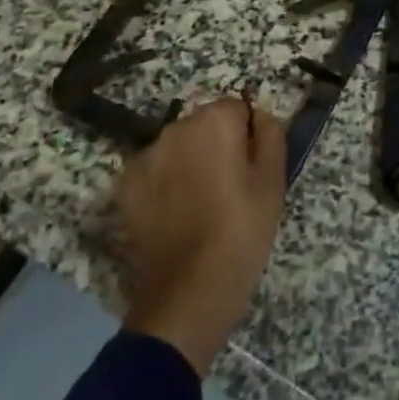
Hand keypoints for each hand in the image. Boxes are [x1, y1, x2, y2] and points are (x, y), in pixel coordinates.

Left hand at [114, 94, 286, 376]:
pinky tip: (175, 216)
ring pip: (177, 148)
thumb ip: (270, 134)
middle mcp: (174, 128)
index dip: (247, 135)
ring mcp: (145, 158)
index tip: (251, 168)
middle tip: (230, 186)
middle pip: (203, 124)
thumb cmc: (242, 230)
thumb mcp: (273, 180)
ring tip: (201, 204)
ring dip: (188, 162)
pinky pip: (154, 173)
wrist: (189, 291)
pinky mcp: (125, 188)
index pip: (236, 108)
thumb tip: (258, 115)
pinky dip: (164, 185)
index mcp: (214, 121)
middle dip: (216, 145)